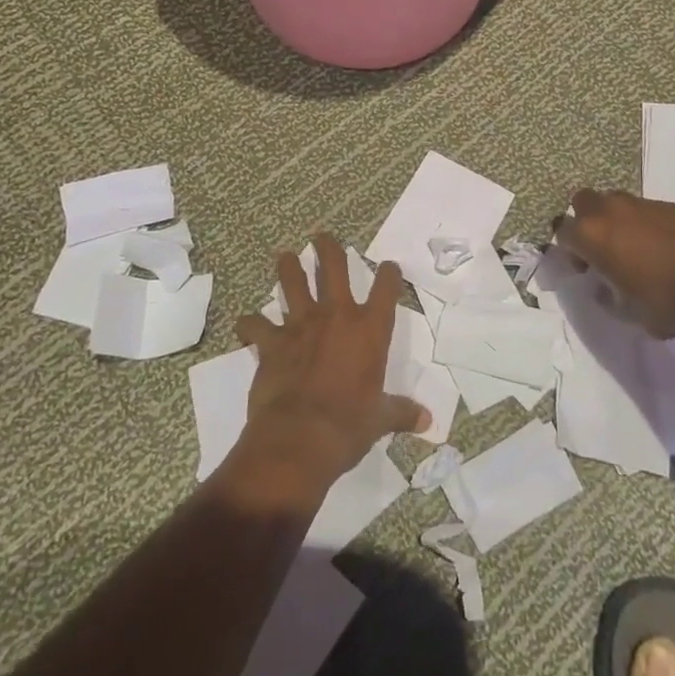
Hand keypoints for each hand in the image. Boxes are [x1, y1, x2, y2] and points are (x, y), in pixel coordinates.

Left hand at [232, 234, 429, 486]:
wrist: (300, 438)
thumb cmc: (349, 426)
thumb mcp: (381, 419)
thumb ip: (401, 412)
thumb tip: (427, 421)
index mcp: (370, 330)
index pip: (386, 288)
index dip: (389, 274)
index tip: (389, 268)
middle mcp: (336, 316)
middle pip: (334, 267)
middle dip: (328, 248)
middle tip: (322, 237)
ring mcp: (301, 325)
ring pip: (292, 283)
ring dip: (288, 268)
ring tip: (285, 257)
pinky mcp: (271, 342)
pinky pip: (255, 325)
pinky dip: (250, 324)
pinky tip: (246, 324)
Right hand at [555, 189, 674, 336]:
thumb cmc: (664, 301)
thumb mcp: (626, 312)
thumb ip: (607, 296)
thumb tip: (604, 287)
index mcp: (591, 235)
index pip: (562, 232)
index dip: (569, 250)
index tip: (584, 269)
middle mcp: (611, 210)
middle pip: (583, 201)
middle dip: (585, 220)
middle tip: (601, 247)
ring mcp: (642, 204)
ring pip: (615, 201)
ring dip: (615, 218)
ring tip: (633, 246)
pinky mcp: (670, 205)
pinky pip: (646, 209)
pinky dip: (645, 223)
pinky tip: (663, 246)